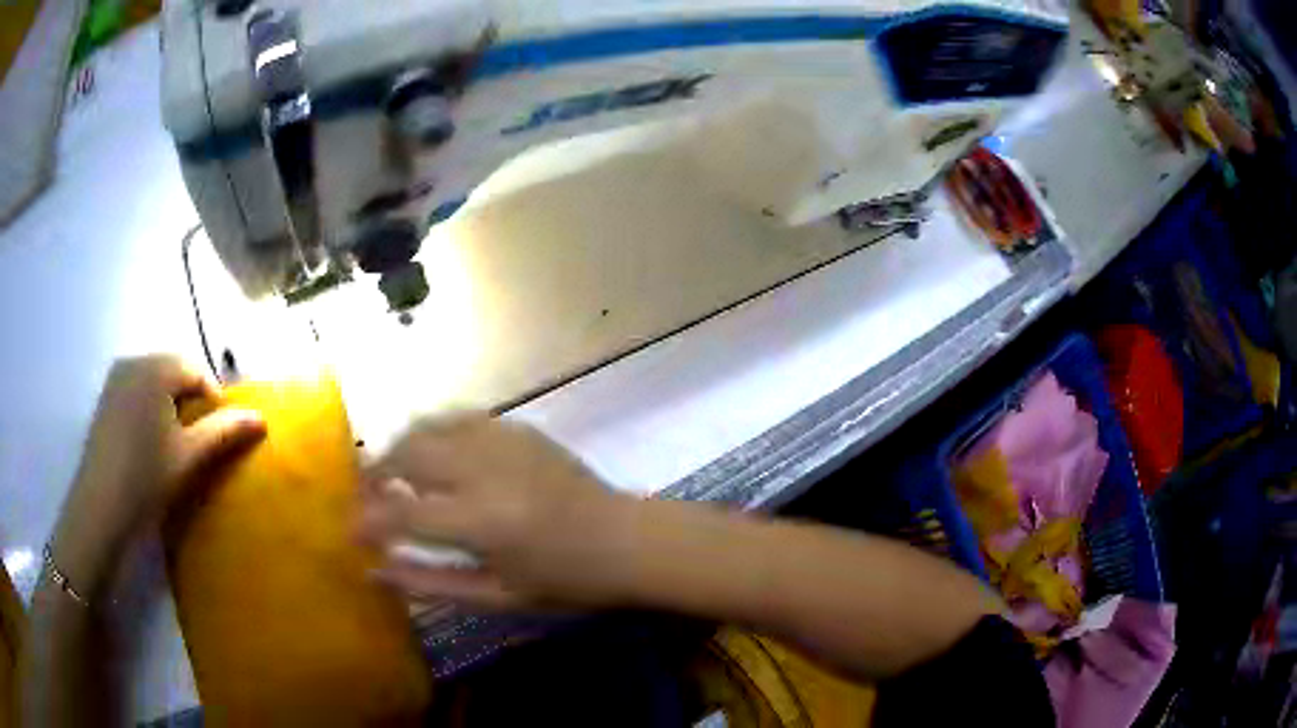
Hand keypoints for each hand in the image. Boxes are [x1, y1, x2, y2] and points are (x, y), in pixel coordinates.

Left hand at [51, 355, 265, 598]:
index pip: (197, 370)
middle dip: (190, 399)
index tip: (216, 435)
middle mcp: (135, 360)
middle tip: (196, 440)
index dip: (213, 400)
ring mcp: (116, 377)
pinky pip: (137, 389)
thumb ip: (224, 431)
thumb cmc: (147, 477)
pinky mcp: (106, 396)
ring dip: (170, 404)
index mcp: (157, 367)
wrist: (101, 507)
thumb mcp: (190, 456)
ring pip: (155, 380)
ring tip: (173, 442)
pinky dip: (150, 407)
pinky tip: (148, 441)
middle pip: (174, 370)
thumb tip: (261, 418)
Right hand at [357, 414, 635, 610]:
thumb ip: (431, 583)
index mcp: (483, 521)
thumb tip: (376, 570)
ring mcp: (503, 440)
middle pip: (407, 454)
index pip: (402, 514)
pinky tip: (435, 457)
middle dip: (376, 473)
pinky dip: (434, 434)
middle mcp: (486, 470)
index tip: (351, 532)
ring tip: (395, 477)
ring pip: (429, 427)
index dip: (368, 522)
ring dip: (401, 449)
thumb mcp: (498, 597)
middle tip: (369, 499)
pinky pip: (459, 418)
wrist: (627, 541)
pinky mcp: (519, 428)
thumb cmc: (567, 582)